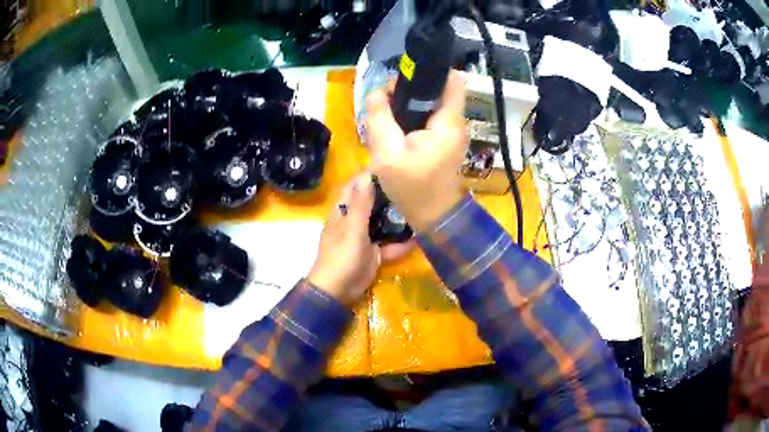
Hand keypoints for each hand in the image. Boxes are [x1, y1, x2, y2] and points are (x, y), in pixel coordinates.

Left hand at [308, 174, 413, 306]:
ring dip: (396, 217)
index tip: (388, 164)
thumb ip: (361, 206)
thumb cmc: (341, 257)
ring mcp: (364, 238)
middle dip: (386, 194)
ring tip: (418, 205)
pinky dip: (401, 243)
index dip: (367, 175)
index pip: (353, 187)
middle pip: (370, 203)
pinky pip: (389, 245)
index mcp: (342, 212)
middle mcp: (353, 222)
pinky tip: (419, 238)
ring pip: (382, 223)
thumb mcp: (352, 230)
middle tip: (409, 184)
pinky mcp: (373, 254)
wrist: (337, 291)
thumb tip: (367, 178)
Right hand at [365, 71, 467, 230]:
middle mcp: (455, 121)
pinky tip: (395, 124)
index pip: (452, 79)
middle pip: (437, 88)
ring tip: (386, 111)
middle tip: (385, 99)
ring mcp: (451, 130)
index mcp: (448, 122)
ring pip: (432, 101)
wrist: (433, 216)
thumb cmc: (413, 187)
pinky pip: (430, 116)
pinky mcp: (445, 138)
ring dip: (410, 102)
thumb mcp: (387, 154)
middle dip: (411, 87)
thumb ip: (380, 118)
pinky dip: (413, 115)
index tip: (405, 74)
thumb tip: (376, 92)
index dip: (431, 70)